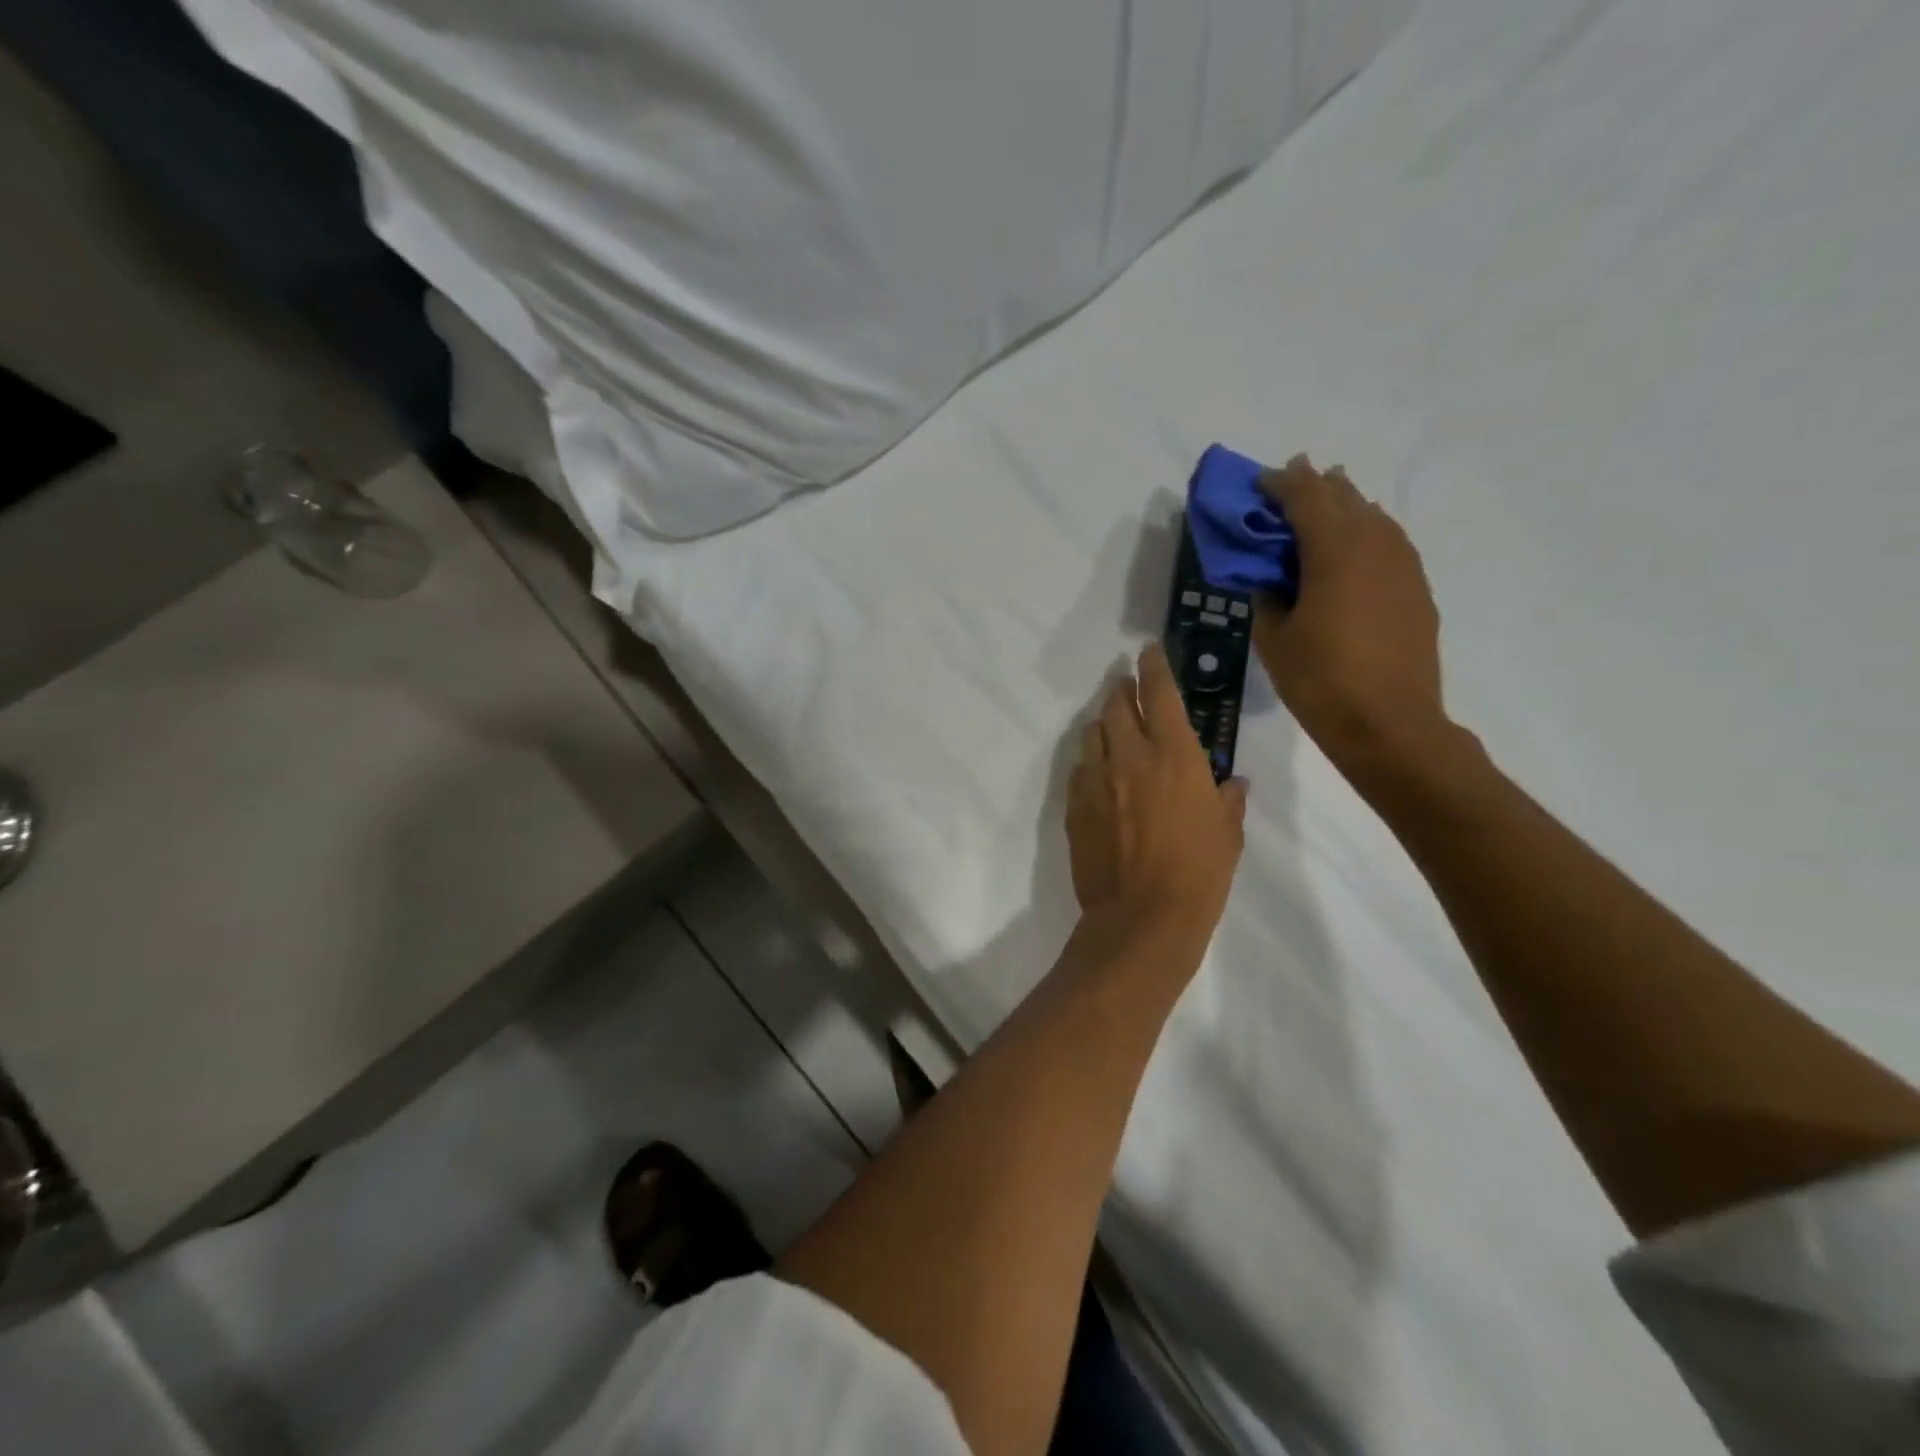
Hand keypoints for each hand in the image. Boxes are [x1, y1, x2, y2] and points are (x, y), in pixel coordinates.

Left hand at [1067, 644, 1247, 937]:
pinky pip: (1079, 771)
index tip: (1148, 651)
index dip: (1154, 667)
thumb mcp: (1228, 834)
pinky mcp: (1074, 806)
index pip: (1160, 693)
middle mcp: (1130, 757)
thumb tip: (1234, 783)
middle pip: (1116, 706)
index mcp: (1174, 755)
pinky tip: (1098, 775)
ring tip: (1112, 728)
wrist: (1142, 917)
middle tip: (1126, 686)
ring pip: (1092, 734)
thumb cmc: (1199, 874)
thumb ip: (1228, 800)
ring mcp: (1096, 781)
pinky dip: (1090, 763)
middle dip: (1121, 690)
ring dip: (1103, 725)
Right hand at [1253, 455, 1449, 778]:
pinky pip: (1386, 543)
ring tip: (1318, 512)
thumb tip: (1268, 576)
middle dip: (1312, 487)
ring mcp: (1403, 564)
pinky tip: (1348, 554)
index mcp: (1335, 549)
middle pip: (1343, 496)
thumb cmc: (1320, 681)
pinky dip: (1362, 535)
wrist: (1390, 724)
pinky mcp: (1416, 588)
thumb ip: (1266, 595)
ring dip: (1341, 508)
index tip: (1257, 483)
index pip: (1305, 496)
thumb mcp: (1273, 639)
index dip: (1279, 484)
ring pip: (1371, 516)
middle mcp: (1375, 543)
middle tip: (1284, 489)